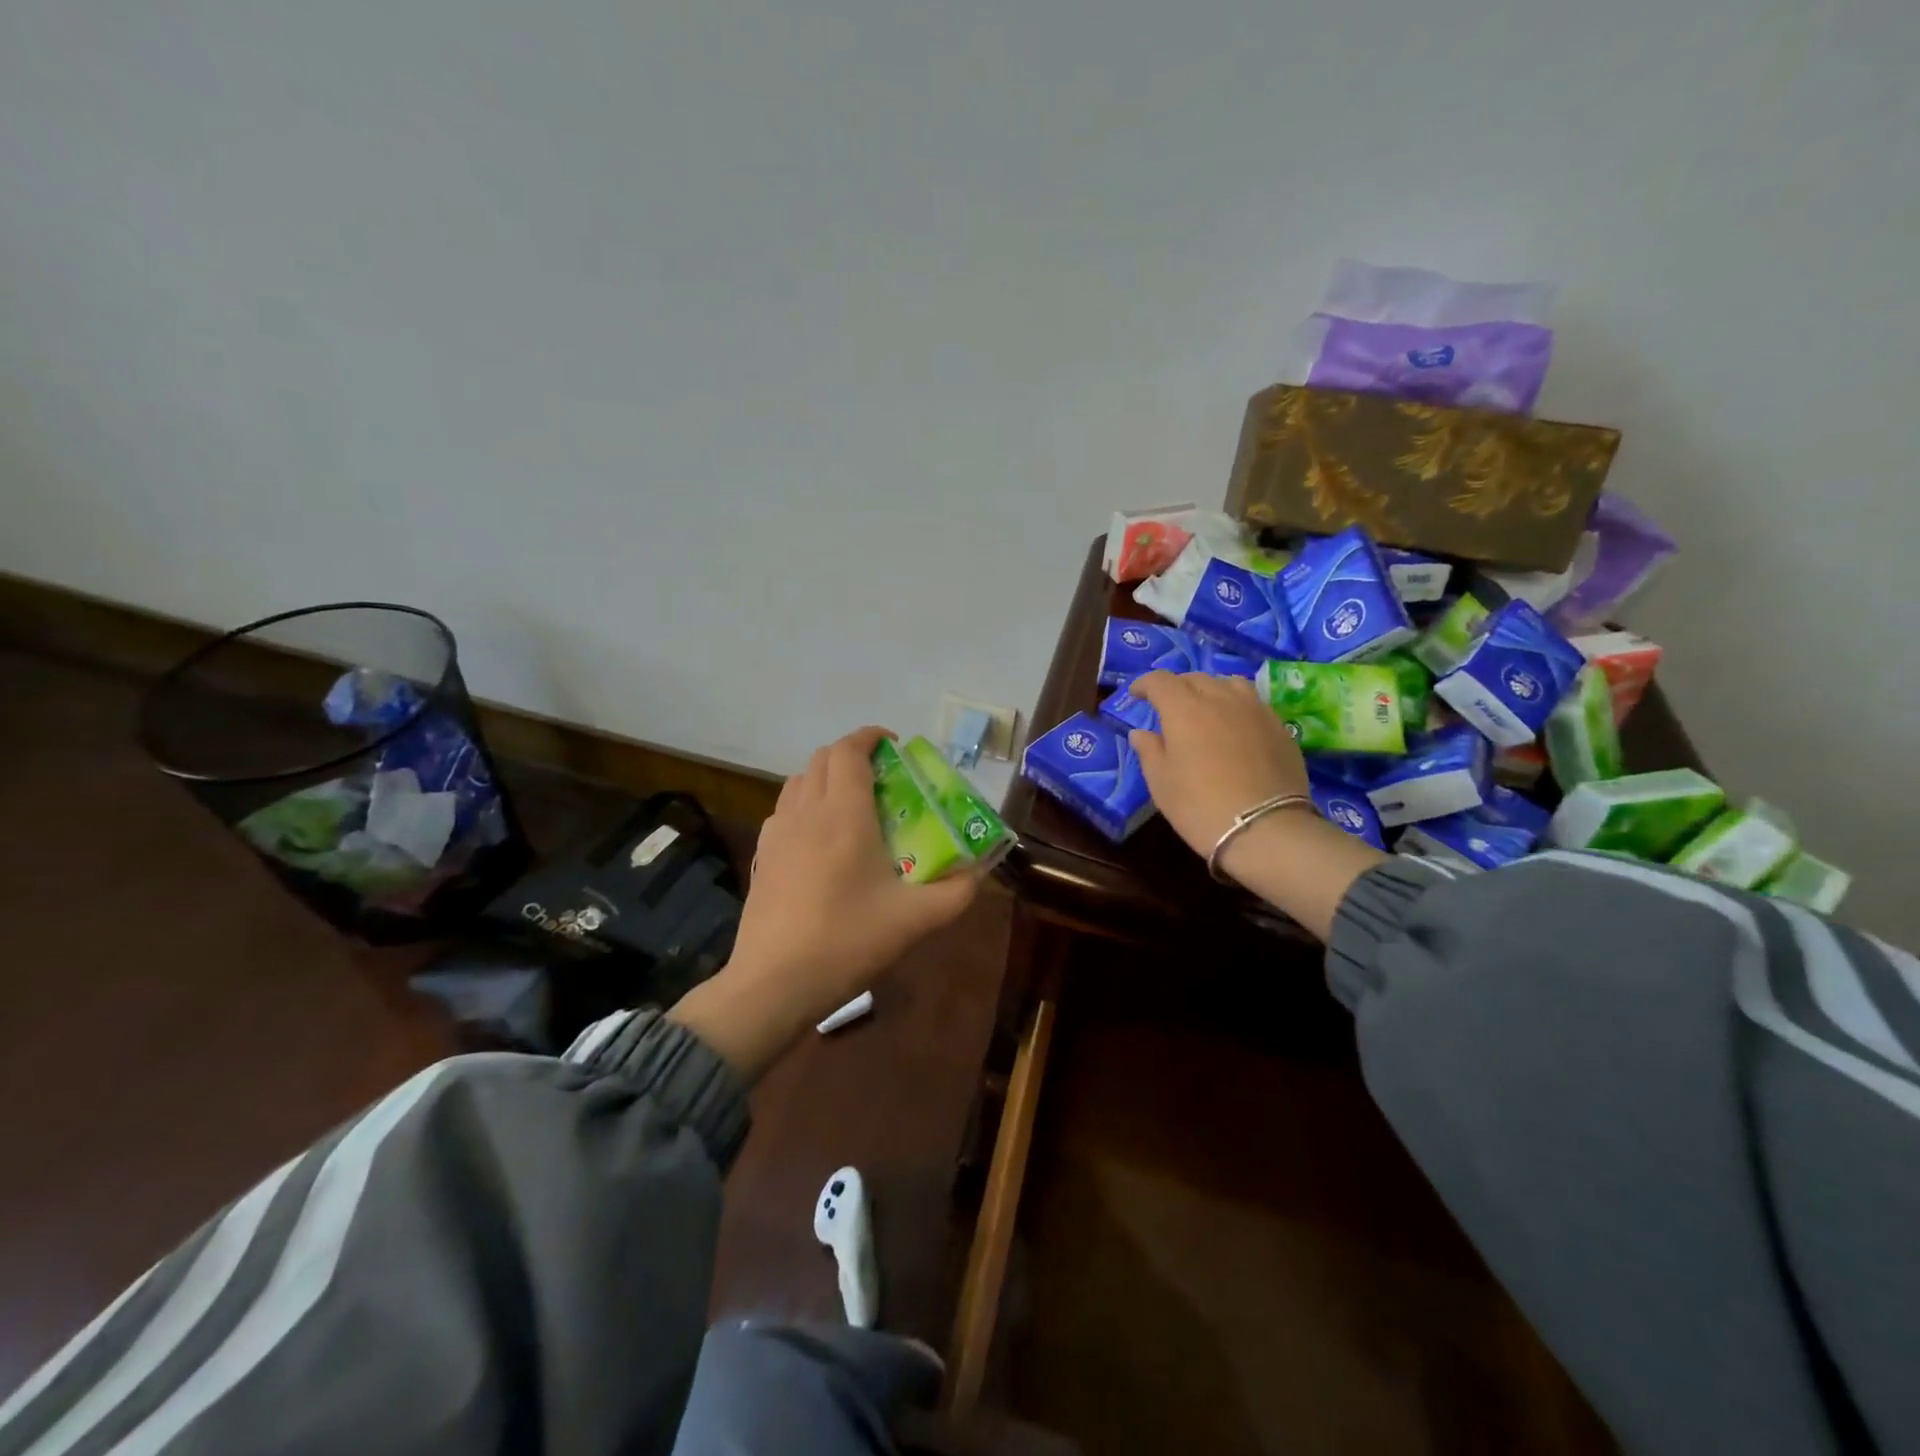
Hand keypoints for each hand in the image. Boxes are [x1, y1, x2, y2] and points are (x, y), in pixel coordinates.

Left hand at [669, 727, 978, 1078]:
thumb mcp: (915, 920)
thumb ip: (956, 892)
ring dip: (826, 777)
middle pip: (822, 758)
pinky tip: (820, 840)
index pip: (849, 751)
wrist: (773, 983)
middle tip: (882, 779)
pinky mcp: (761, 857)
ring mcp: (777, 833)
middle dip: (852, 756)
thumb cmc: (847, 941)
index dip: (871, 737)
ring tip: (852, 805)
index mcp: (844, 814)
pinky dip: (805, 804)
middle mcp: (806, 811)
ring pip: (798, 781)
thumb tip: (978, 873)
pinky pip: (784, 810)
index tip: (895, 746)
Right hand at [1126, 671, 1383, 940]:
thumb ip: (1149, 751)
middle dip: (1176, 687)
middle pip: (1194, 678)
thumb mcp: (1161, 783)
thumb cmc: (1200, 806)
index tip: (1135, 694)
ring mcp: (1254, 709)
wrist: (1264, 829)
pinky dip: (1236, 705)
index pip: (1160, 681)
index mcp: (1184, 709)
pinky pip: (1252, 702)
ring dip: (1210, 689)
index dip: (1144, 684)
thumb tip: (1141, 733)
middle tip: (1167, 705)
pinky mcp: (1278, 726)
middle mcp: (1220, 698)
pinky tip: (1234, 725)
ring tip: (1205, 707)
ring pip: (1228, 683)